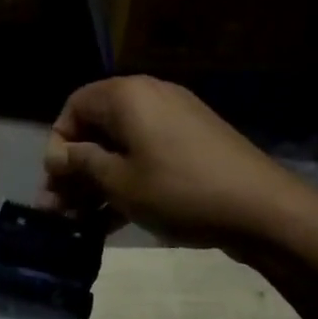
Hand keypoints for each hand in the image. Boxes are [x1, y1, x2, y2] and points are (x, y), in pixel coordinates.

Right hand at [38, 76, 315, 249]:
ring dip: (98, 182)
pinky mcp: (192, 145)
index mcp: (127, 95)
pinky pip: (147, 157)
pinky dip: (127, 182)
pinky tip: (112, 222)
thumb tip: (57, 156)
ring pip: (122, 147)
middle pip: (97, 128)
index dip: (58, 145)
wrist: (262, 208)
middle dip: (75, 170)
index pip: (74, 107)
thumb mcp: (119, 182)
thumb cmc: (179, 190)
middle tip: (60, 209)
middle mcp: (149, 98)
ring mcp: (174, 121)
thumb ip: (81, 165)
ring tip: (82, 222)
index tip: (54, 182)